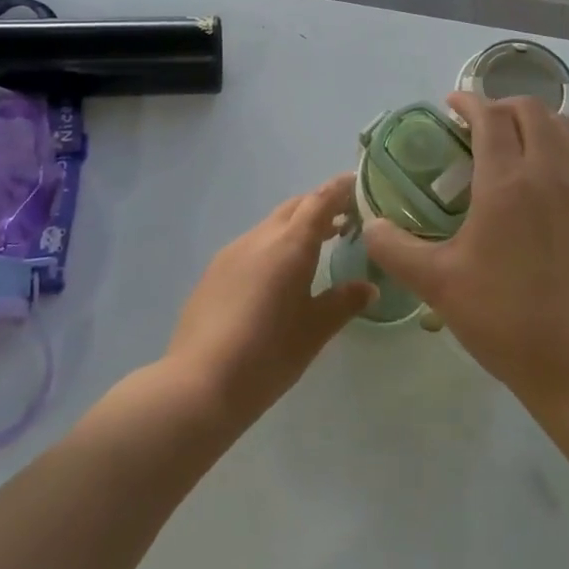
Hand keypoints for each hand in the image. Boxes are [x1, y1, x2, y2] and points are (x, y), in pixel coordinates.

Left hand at [166, 173, 375, 426]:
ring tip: (315, 248)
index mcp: (290, 244)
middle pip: (294, 207)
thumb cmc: (268, 354)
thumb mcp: (315, 331)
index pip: (320, 201)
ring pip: (270, 226)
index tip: (357, 184)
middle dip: (319, 207)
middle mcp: (260, 238)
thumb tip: (368, 287)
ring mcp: (232, 252)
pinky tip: (277, 277)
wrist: (199, 383)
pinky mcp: (213, 272)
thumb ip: (344, 302)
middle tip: (345, 220)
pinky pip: (251, 246)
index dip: (340, 189)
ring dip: (295, 228)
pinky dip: (272, 247)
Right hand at [363, 93, 568, 409]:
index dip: (469, 101)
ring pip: (563, 130)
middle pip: (532, 111)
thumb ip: (395, 249)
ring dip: (534, 124)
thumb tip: (371, 224)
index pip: (490, 116)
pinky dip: (556, 152)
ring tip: (511, 146)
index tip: (451, 104)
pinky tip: (540, 187)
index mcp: (507, 182)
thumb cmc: (505, 318)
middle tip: (477, 126)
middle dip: (502, 105)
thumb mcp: (438, 284)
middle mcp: (550, 173)